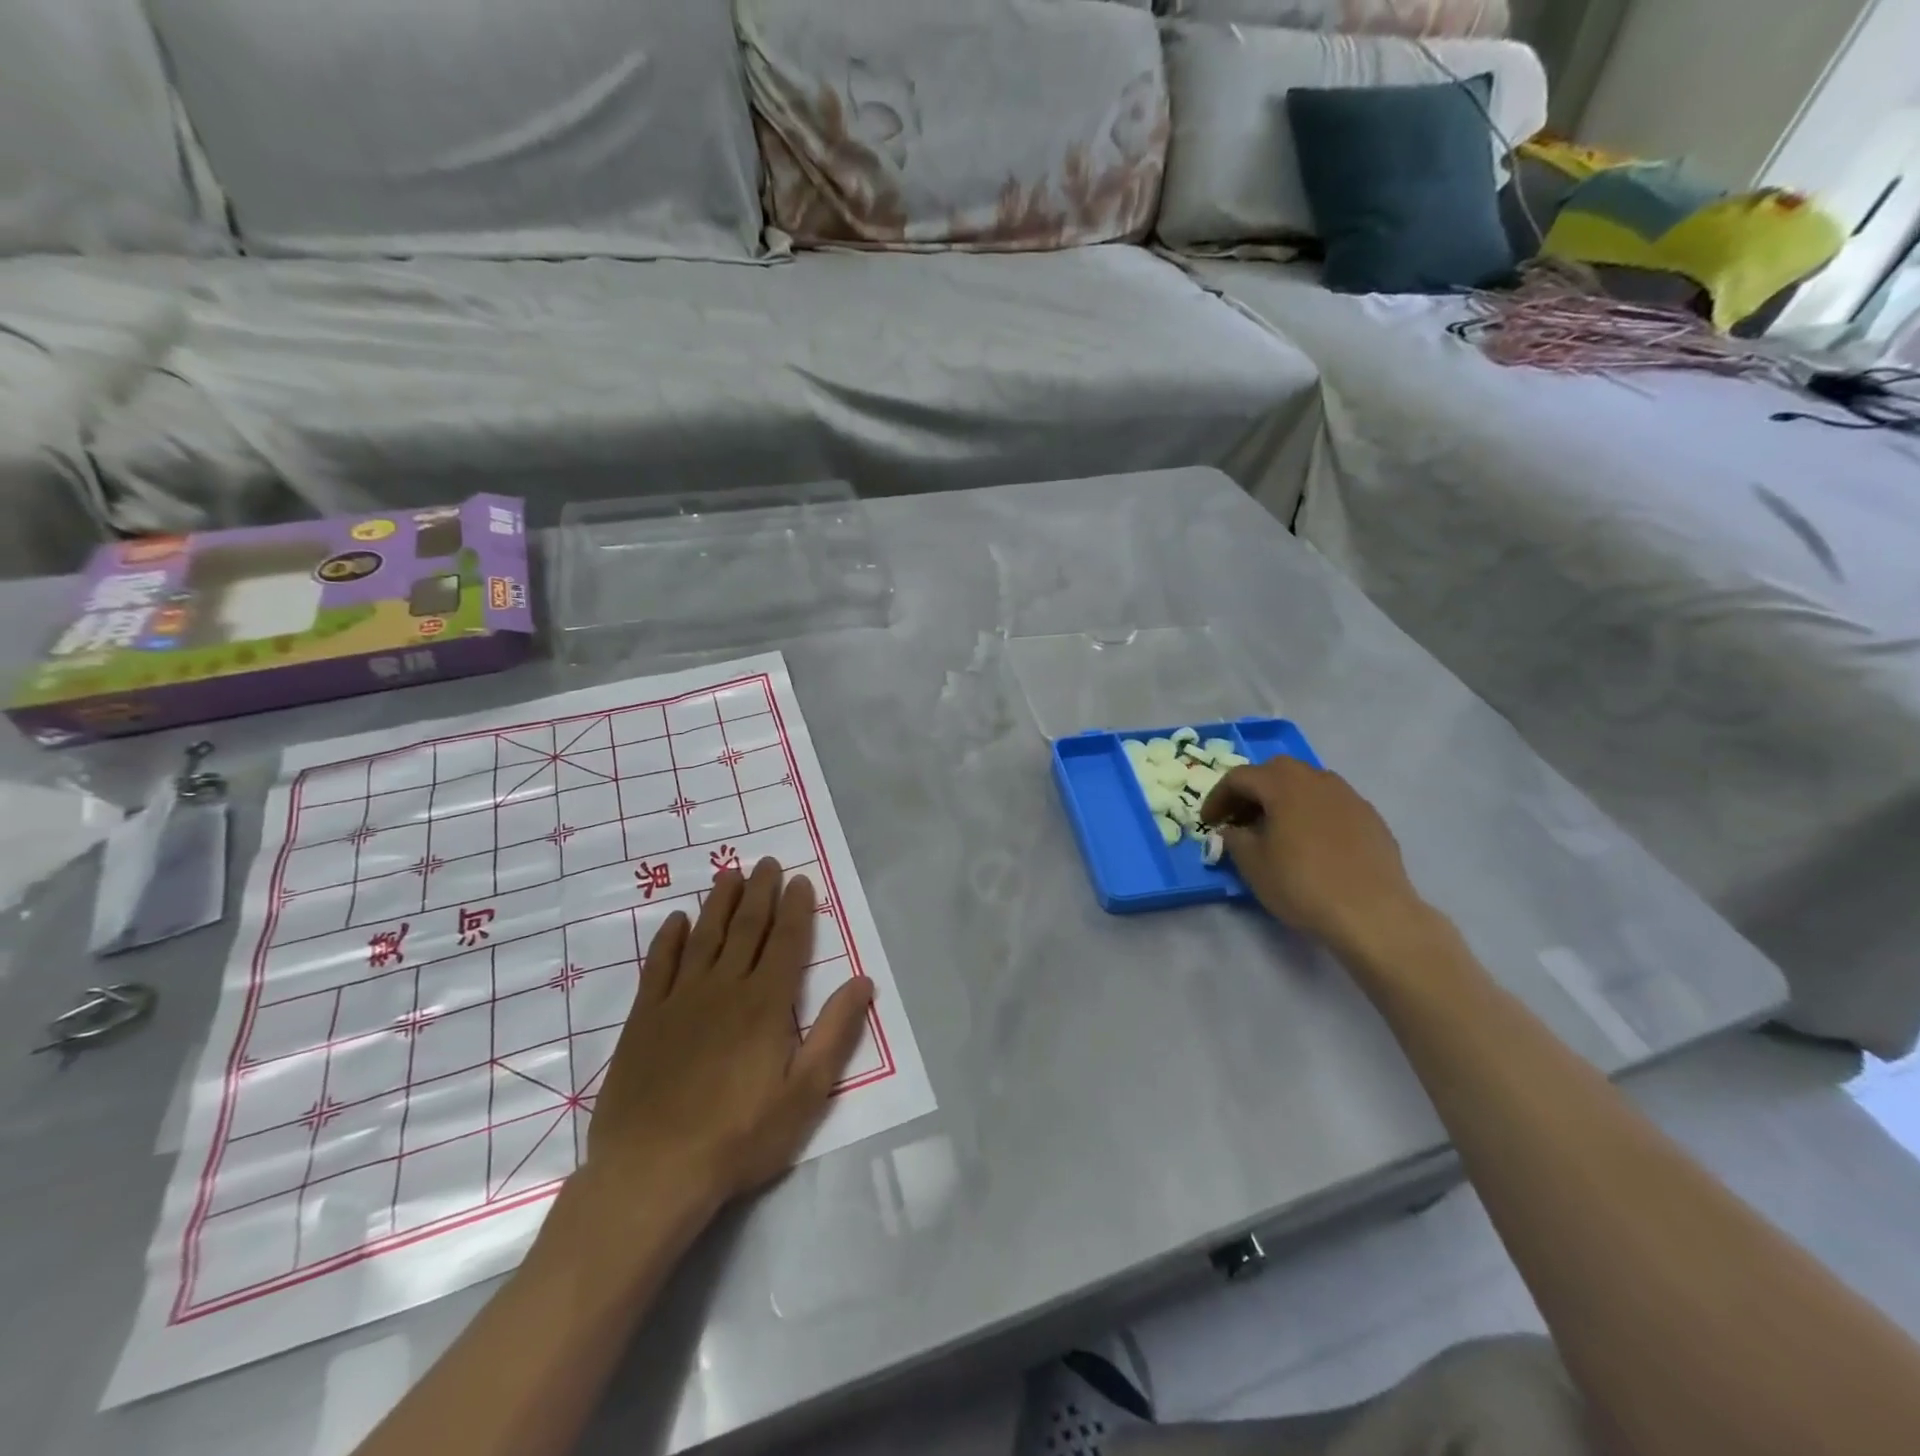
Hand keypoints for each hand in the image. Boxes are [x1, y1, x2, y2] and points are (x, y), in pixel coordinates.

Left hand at [573, 858, 875, 1226]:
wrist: (652, 1172)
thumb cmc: (739, 1138)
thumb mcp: (804, 1095)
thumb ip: (834, 1033)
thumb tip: (862, 981)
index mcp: (766, 1005)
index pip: (787, 943)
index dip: (796, 909)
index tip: (800, 880)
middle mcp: (724, 989)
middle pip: (747, 929)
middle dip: (760, 892)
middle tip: (766, 862)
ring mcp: (680, 1001)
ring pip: (704, 937)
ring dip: (718, 903)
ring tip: (729, 874)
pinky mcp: (644, 1019)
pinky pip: (659, 966)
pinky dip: (669, 940)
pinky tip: (676, 921)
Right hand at [1200, 756, 1425, 955]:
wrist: (1373, 914)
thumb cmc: (1302, 884)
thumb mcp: (1253, 864)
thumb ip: (1234, 838)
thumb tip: (1233, 829)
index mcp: (1284, 784)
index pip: (1239, 777)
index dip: (1217, 798)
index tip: (1208, 823)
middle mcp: (1317, 779)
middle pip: (1275, 771)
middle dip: (1252, 791)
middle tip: (1240, 819)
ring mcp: (1349, 797)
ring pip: (1307, 784)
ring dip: (1283, 799)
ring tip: (1275, 830)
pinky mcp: (1370, 818)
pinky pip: (1331, 804)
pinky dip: (1311, 813)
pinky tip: (1310, 844)